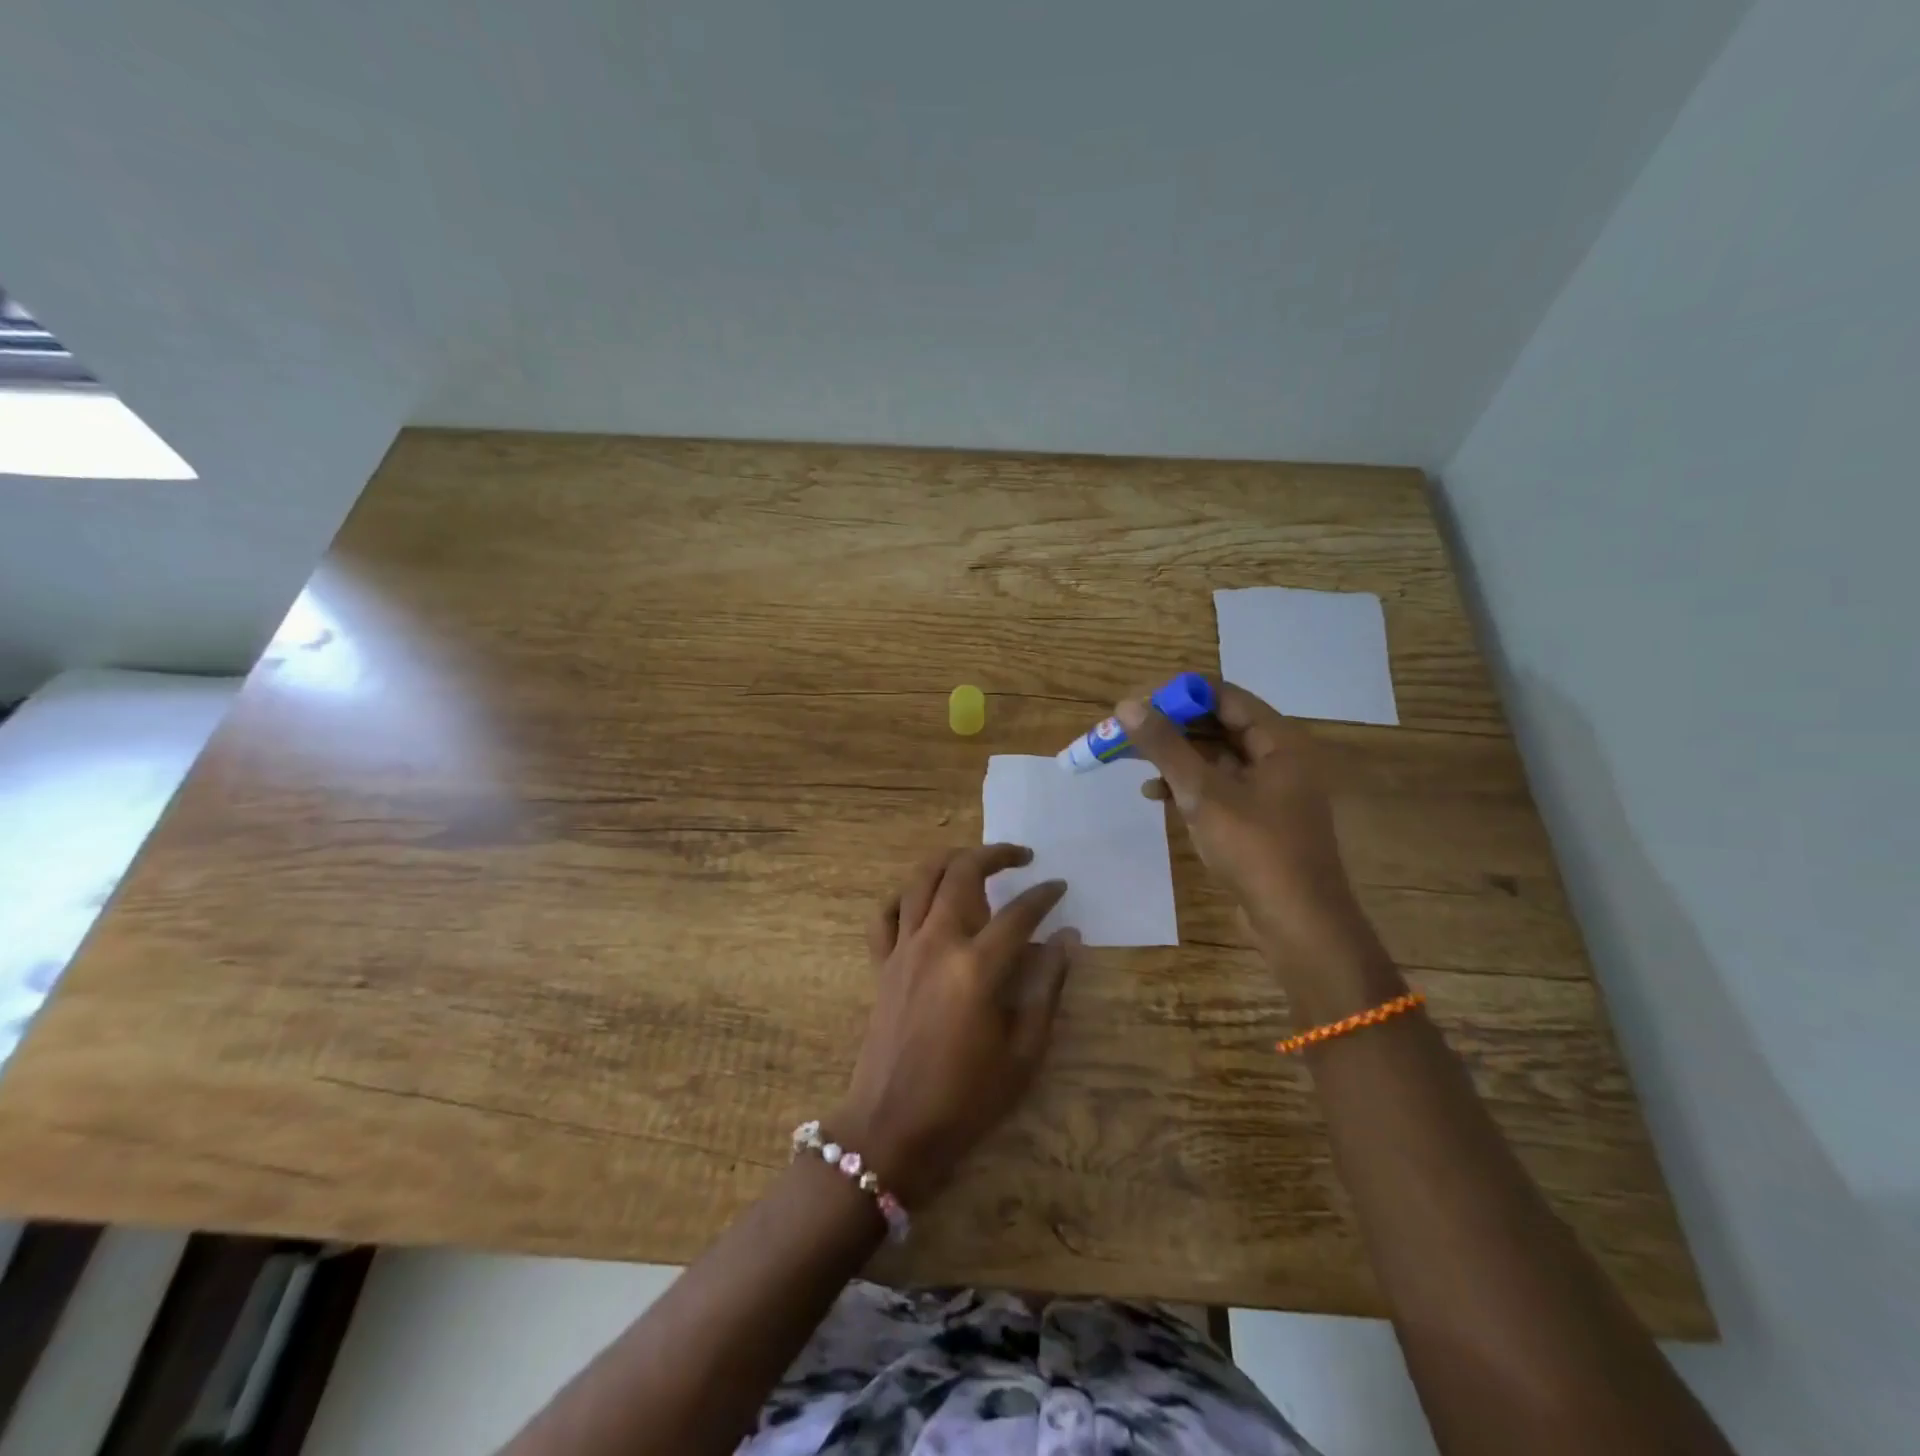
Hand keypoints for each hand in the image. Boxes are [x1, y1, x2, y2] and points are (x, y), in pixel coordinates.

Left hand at [832, 845, 1076, 1206]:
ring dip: (951, 860)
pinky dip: (905, 896)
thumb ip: (1047, 989)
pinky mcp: (881, 964)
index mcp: (976, 967)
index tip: (1060, 888)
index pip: (1020, 913)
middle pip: (963, 873)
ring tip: (976, 861)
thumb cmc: (966, 1099)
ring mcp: (903, 950)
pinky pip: (886, 914)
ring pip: (921, 880)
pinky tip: (923, 900)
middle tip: (1022, 857)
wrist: (892, 1129)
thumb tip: (1067, 939)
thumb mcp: (1024, 1053)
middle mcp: (937, 943)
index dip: (1045, 896)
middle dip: (995, 854)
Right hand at [1117, 681, 1372, 963]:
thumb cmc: (1255, 849)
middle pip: (1219, 726)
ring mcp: (1270, 792)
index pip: (1226, 696)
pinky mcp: (1258, 821)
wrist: (1298, 924)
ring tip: (1134, 763)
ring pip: (1216, 758)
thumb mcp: (1203, 793)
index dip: (1182, 694)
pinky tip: (1156, 796)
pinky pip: (1219, 788)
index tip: (1140, 702)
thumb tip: (1127, 706)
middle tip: (1130, 732)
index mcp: (1280, 742)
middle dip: (1174, 728)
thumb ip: (1165, 747)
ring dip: (1177, 758)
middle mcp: (1279, 759)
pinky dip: (1189, 787)